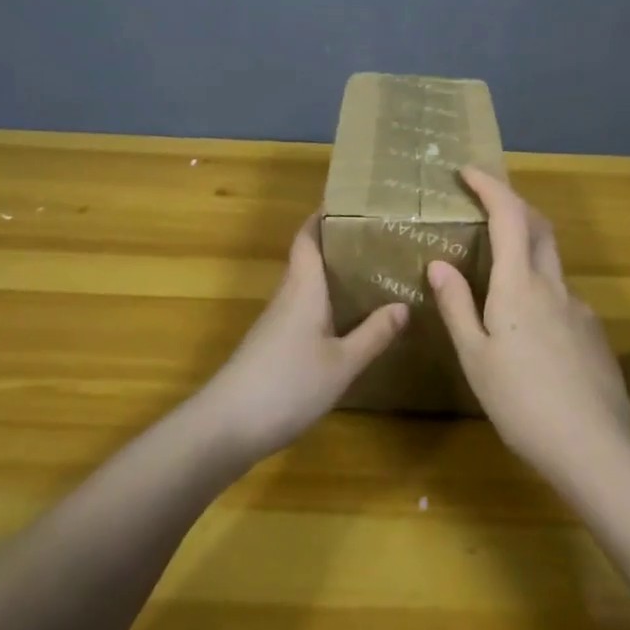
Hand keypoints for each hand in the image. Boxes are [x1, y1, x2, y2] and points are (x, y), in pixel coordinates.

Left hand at [197, 214, 408, 463]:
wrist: (226, 427)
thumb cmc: (287, 384)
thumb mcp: (342, 363)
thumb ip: (373, 334)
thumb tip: (403, 305)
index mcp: (303, 287)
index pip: (308, 237)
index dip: (324, 216)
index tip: (352, 202)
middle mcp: (288, 295)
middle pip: (310, 258)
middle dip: (340, 244)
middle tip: (380, 238)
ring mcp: (277, 322)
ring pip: (308, 285)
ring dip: (335, 276)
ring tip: (375, 274)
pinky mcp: (273, 345)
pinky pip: (305, 310)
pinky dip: (328, 304)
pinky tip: (350, 320)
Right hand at [428, 168, 629, 479]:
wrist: (595, 447)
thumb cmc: (522, 402)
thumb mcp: (475, 357)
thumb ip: (457, 306)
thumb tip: (439, 263)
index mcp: (519, 284)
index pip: (509, 214)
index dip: (490, 186)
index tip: (469, 171)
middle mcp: (553, 285)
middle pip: (538, 226)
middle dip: (513, 204)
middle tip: (485, 204)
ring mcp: (579, 307)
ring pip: (550, 261)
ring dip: (526, 247)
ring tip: (498, 274)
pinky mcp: (592, 332)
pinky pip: (561, 295)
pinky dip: (540, 288)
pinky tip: (527, 327)